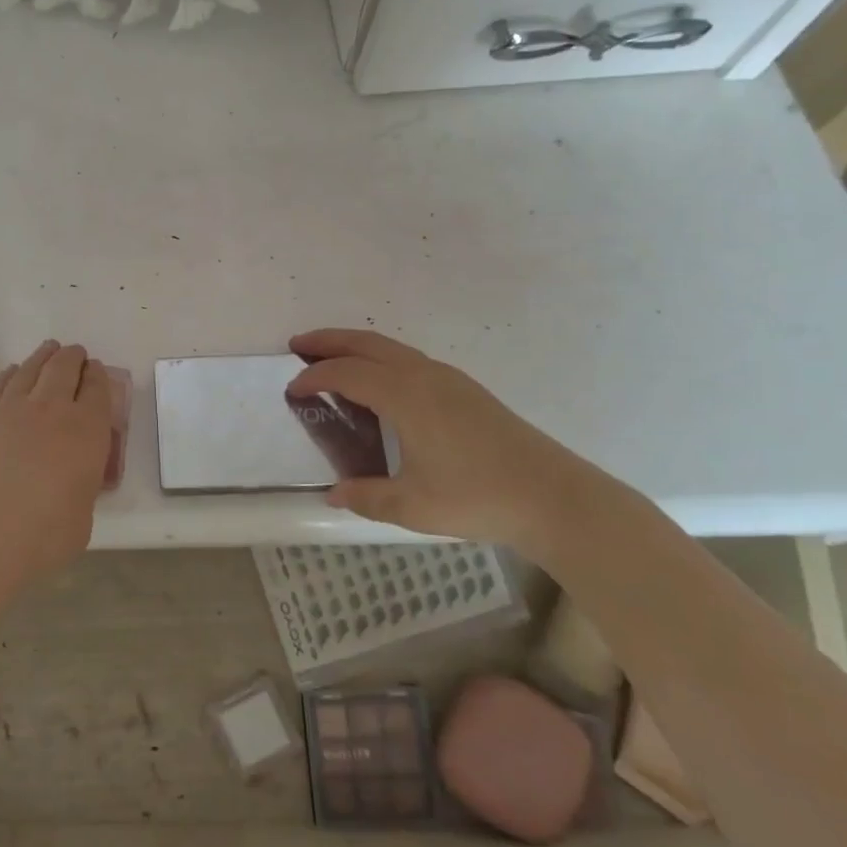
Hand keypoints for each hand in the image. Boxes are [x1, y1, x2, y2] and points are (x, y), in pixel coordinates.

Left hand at [0, 339, 113, 581]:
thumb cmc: (42, 536)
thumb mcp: (82, 517)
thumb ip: (81, 489)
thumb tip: (72, 483)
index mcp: (87, 430)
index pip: (98, 389)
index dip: (98, 376)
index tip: (96, 371)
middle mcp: (52, 409)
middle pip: (65, 368)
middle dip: (73, 358)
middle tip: (76, 355)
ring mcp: (11, 409)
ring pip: (31, 369)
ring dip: (44, 356)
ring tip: (49, 350)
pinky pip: (0, 384)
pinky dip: (11, 374)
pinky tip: (13, 372)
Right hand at [287, 328, 638, 557]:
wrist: (554, 496)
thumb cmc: (477, 497)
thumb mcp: (412, 505)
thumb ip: (366, 496)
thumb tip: (333, 493)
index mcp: (404, 395)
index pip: (345, 374)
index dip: (314, 378)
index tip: (292, 391)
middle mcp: (422, 374)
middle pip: (365, 343)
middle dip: (328, 341)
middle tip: (297, 345)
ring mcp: (447, 378)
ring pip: (390, 347)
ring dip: (355, 347)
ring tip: (331, 359)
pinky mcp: (464, 388)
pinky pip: (408, 359)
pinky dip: (380, 358)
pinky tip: (379, 383)